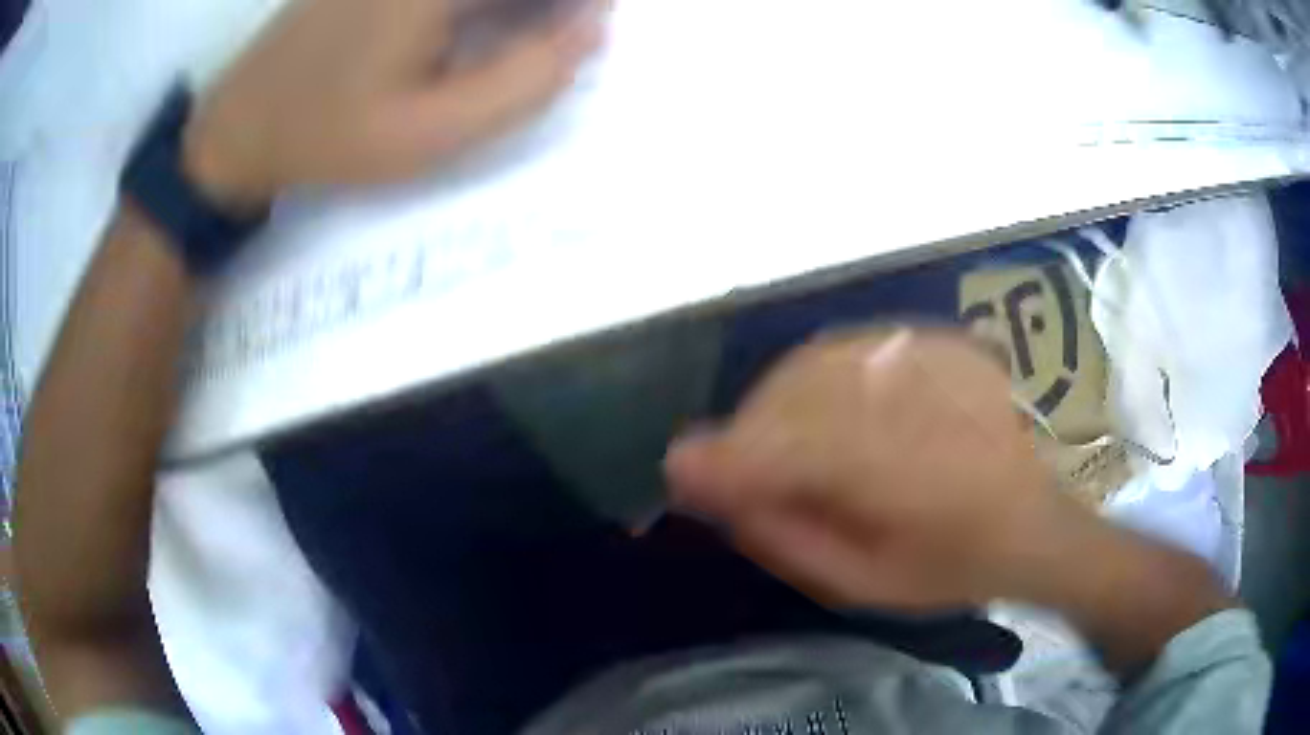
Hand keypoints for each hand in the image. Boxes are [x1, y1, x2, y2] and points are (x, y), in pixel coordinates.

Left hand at [183, 0, 607, 209]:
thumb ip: (525, 81)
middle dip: (547, 7)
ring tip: (510, 44)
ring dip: (512, 9)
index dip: (576, 8)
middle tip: (551, 42)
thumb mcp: (432, 134)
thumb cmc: (330, 136)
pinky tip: (471, 32)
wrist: (239, 129)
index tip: (585, 34)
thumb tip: (594, 28)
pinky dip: (478, 10)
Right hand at [665, 327, 1066, 611]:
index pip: (783, 450)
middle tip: (737, 469)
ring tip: (778, 441)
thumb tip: (721, 493)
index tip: (677, 469)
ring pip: (814, 365)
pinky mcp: (936, 344)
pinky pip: (848, 349)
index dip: (723, 458)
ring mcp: (926, 361)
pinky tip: (822, 409)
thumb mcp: (863, 583)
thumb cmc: (953, 566)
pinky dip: (814, 377)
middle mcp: (908, 401)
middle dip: (748, 432)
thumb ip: (788, 536)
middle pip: (791, 398)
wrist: (1035, 520)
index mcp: (897, 473)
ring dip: (776, 401)